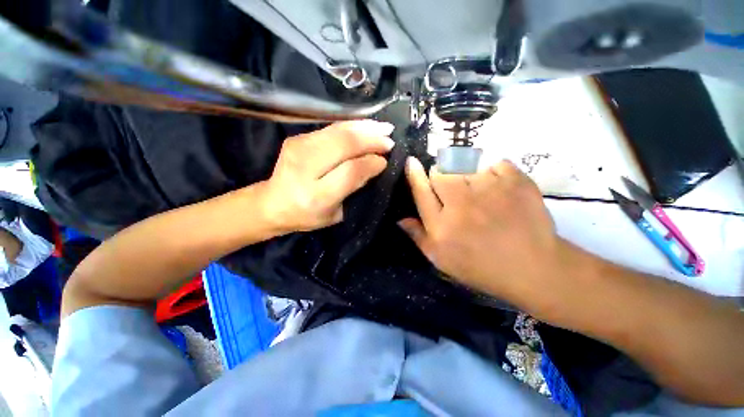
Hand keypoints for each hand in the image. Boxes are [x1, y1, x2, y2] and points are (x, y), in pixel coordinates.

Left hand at [262, 120, 393, 232]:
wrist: (273, 203)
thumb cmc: (308, 215)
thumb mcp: (336, 214)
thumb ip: (354, 190)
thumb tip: (376, 164)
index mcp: (316, 196)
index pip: (350, 172)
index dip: (371, 163)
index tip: (385, 161)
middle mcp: (304, 168)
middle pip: (343, 144)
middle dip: (371, 139)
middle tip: (390, 139)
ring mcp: (298, 148)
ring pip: (338, 131)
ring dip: (364, 127)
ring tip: (384, 127)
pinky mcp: (297, 137)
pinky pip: (331, 128)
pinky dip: (352, 125)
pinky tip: (365, 126)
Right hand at [399, 157, 567, 302]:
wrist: (533, 268)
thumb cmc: (481, 266)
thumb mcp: (441, 259)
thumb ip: (419, 236)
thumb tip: (400, 218)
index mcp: (442, 224)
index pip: (421, 190)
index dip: (414, 174)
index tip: (411, 162)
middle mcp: (460, 203)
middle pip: (440, 173)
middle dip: (441, 177)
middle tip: (452, 190)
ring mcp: (489, 189)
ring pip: (465, 166)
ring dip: (467, 176)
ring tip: (479, 194)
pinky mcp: (515, 180)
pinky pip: (494, 164)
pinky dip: (493, 174)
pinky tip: (499, 190)